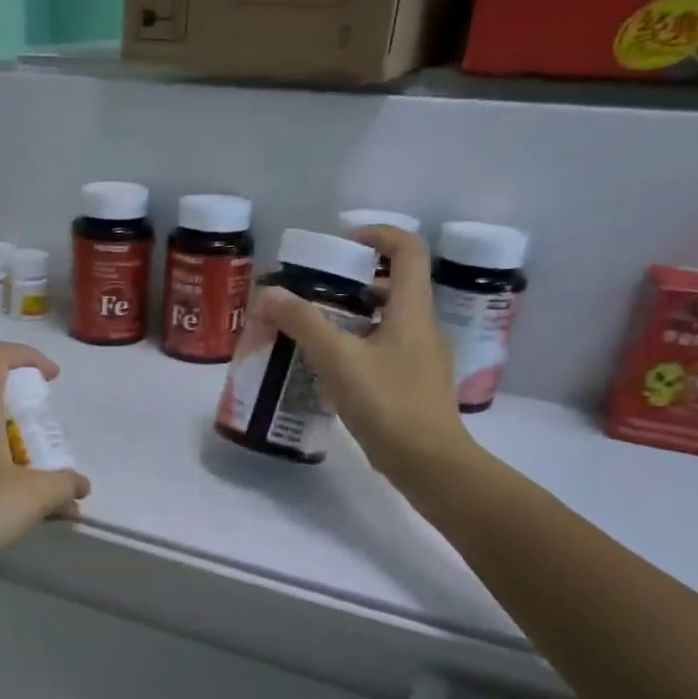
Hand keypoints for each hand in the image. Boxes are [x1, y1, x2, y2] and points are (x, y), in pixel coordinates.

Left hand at [0, 341, 90, 589]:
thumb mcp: (33, 496)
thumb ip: (64, 485)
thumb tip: (80, 485)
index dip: (25, 356)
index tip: (51, 379)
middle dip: (32, 424)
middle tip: (55, 456)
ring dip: (23, 464)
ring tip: (52, 501)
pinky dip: (6, 486)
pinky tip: (26, 520)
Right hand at [255, 227, 484, 495]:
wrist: (429, 463)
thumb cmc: (387, 403)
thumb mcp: (337, 359)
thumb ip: (302, 322)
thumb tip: (268, 293)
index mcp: (412, 309)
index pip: (406, 249)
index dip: (375, 235)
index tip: (337, 248)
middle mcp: (421, 327)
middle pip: (392, 284)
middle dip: (350, 282)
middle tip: (311, 293)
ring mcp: (419, 358)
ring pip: (385, 320)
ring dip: (349, 317)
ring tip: (310, 330)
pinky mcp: (411, 385)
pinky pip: (382, 350)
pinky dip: (354, 347)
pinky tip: (326, 369)